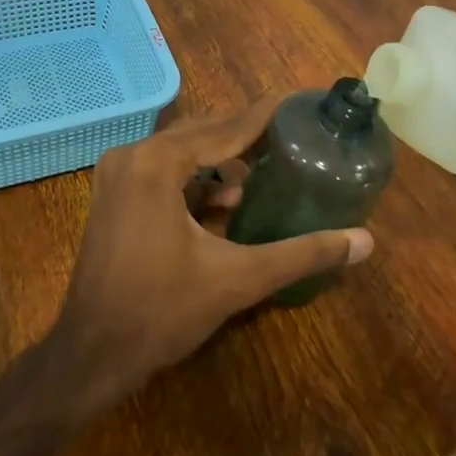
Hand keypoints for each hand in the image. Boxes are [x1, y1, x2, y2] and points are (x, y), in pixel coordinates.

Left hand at [44, 97, 374, 419]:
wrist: (91, 355)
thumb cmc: (162, 311)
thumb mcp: (237, 278)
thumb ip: (302, 254)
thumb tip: (364, 241)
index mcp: (157, 162)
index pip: (225, 128)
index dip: (265, 116)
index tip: (298, 100)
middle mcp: (133, 155)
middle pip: (201, 133)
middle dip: (245, 135)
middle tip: (291, 134)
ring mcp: (117, 175)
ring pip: (181, 151)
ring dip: (220, 158)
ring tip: (265, 168)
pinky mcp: (113, 196)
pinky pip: (162, 170)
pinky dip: (195, 178)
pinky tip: (227, 200)